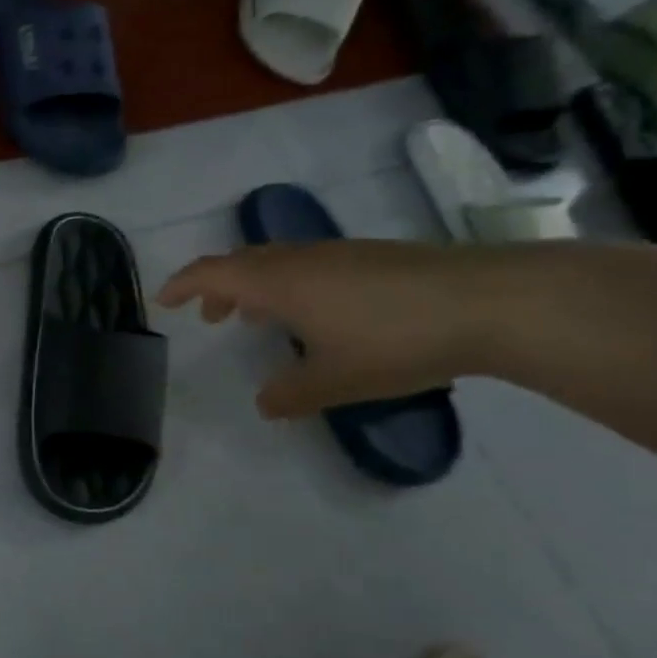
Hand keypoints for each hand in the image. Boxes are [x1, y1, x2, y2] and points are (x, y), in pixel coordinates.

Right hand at [157, 240, 492, 417]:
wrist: (492, 302)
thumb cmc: (395, 340)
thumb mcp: (335, 380)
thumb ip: (291, 394)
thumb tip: (264, 404)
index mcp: (277, 282)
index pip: (211, 273)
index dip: (182, 285)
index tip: (164, 302)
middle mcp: (300, 259)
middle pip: (240, 262)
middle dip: (217, 287)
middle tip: (210, 317)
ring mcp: (338, 253)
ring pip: (277, 261)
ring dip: (255, 286)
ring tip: (259, 318)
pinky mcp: (373, 256)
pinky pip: (308, 264)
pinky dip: (290, 284)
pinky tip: (317, 314)